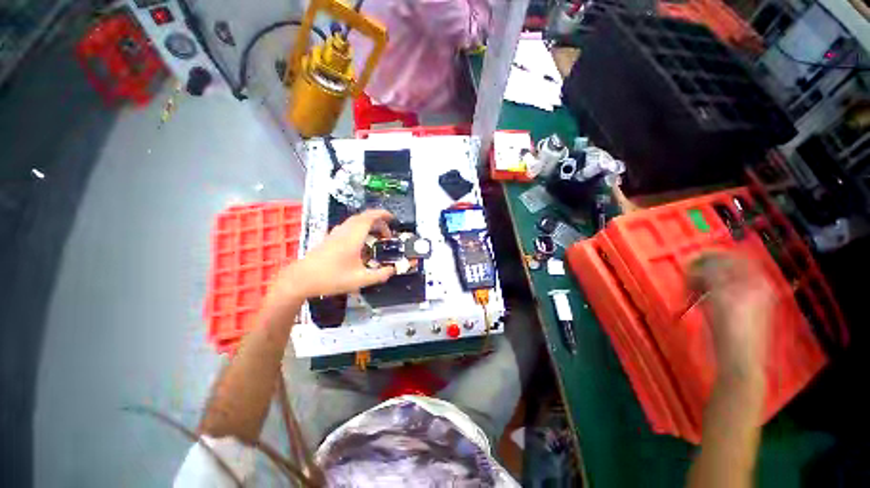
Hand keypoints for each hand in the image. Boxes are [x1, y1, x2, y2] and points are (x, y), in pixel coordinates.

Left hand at [268, 209, 395, 301]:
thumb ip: (379, 275)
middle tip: (387, 234)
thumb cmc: (331, 278)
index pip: (369, 218)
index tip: (392, 218)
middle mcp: (344, 231)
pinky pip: (348, 227)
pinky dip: (359, 229)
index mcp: (353, 237)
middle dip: (378, 222)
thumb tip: (392, 270)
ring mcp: (335, 234)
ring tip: (376, 237)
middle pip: (363, 218)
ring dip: (368, 225)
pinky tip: (360, 242)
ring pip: (354, 221)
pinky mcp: (329, 238)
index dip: (382, 214)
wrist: (301, 279)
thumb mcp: (360, 280)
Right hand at [688, 253, 773, 385]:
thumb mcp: (717, 294)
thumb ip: (707, 273)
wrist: (738, 357)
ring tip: (689, 290)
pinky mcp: (737, 311)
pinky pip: (720, 294)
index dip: (710, 255)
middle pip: (726, 269)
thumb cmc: (730, 324)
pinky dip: (706, 293)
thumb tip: (693, 263)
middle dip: (703, 270)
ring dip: (702, 282)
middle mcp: (754, 286)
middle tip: (686, 275)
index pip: (733, 257)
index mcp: (755, 280)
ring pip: (720, 281)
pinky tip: (697, 300)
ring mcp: (747, 299)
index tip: (689, 258)